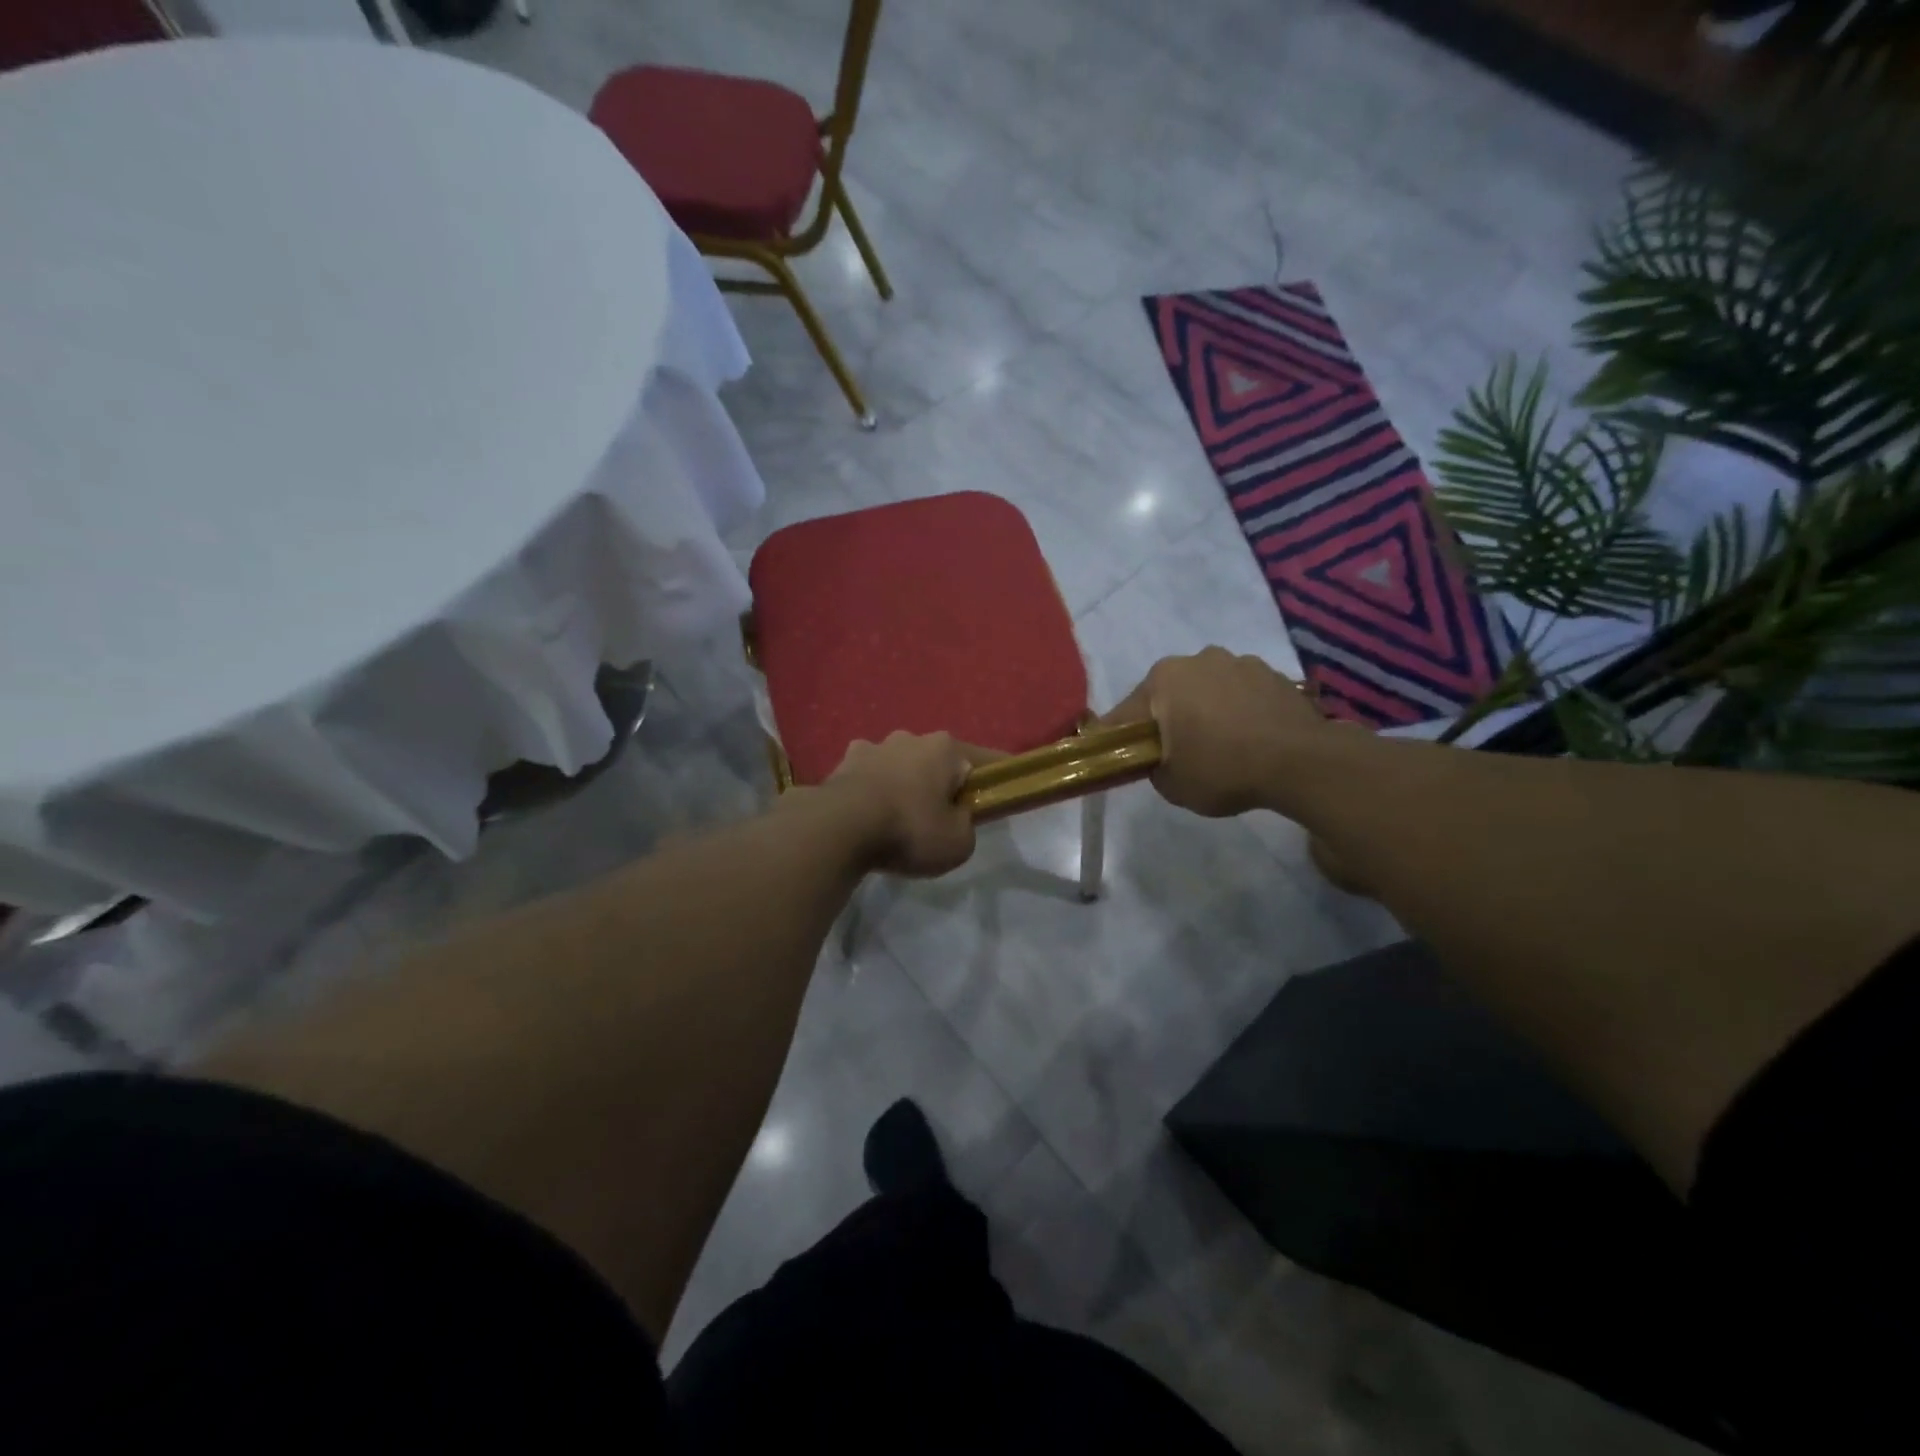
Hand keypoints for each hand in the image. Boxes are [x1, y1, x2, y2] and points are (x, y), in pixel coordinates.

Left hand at [818, 731, 993, 876]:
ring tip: (899, 818)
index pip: (983, 760)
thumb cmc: (909, 830)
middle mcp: (909, 738)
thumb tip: (955, 818)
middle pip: (936, 761)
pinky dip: (873, 792)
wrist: (839, 829)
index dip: (993, 778)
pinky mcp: (842, 764)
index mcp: (945, 748)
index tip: (998, 792)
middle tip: (940, 817)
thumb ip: (966, 827)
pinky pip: (868, 778)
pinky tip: (868, 817)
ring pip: (899, 766)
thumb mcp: (958, 843)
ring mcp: (872, 747)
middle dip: (940, 783)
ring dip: (903, 784)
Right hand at [1103, 648, 1332, 817]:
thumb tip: (1159, 758)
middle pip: (1168, 695)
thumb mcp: (1171, 785)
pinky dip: (1238, 711)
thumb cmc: (1223, 769)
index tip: (1121, 758)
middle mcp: (1197, 659)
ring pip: (1207, 690)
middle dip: (1168, 720)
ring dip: (1206, 711)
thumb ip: (1152, 767)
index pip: (1125, 714)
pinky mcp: (1273, 673)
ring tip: (1222, 746)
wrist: (1302, 762)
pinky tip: (1250, 739)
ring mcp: (1239, 662)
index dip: (1120, 739)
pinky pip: (1241, 694)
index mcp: (1162, 680)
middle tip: (1177, 755)